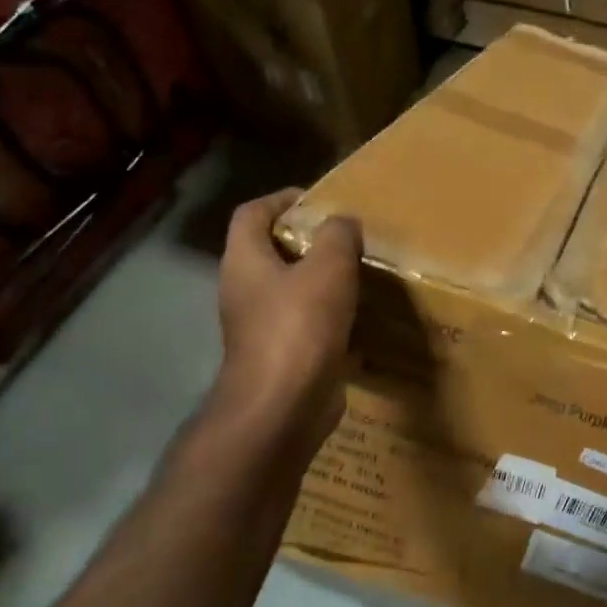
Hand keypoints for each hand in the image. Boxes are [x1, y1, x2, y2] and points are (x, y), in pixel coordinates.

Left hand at [208, 188, 361, 452]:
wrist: (282, 407)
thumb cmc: (299, 327)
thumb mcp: (328, 268)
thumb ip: (338, 236)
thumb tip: (343, 223)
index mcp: (245, 261)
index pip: (251, 213)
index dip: (281, 199)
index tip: (317, 201)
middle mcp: (245, 291)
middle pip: (271, 251)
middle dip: (309, 241)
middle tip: (348, 239)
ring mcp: (261, 327)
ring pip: (292, 291)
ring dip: (322, 281)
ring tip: (361, 275)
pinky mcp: (282, 356)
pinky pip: (306, 325)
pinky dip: (330, 318)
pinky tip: (361, 319)